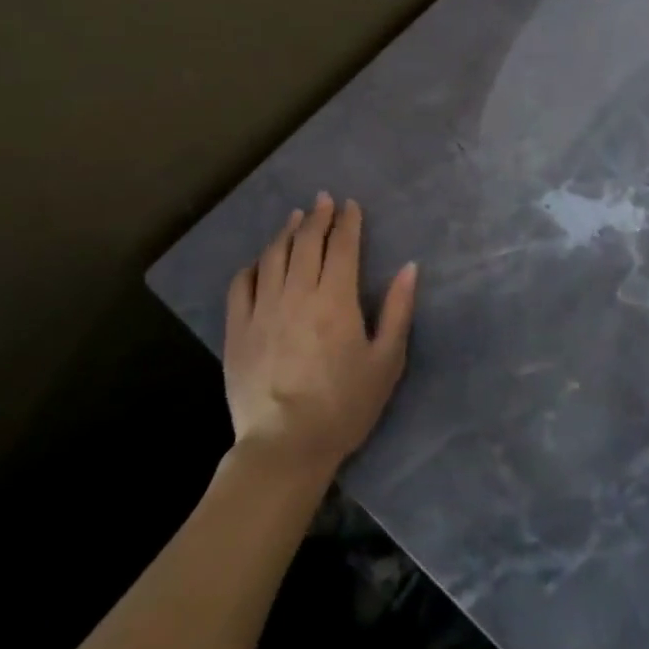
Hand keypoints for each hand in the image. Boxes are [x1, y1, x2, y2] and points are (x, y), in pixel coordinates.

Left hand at [223, 194, 417, 479]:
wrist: (285, 447)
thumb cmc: (344, 406)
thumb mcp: (386, 361)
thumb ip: (398, 310)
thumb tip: (410, 267)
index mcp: (336, 299)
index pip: (342, 246)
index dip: (347, 222)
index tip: (351, 205)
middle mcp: (297, 293)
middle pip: (306, 242)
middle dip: (318, 217)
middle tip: (324, 200)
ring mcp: (263, 309)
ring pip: (274, 256)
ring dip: (287, 232)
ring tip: (296, 218)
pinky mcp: (237, 330)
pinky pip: (241, 285)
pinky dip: (253, 265)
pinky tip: (261, 261)